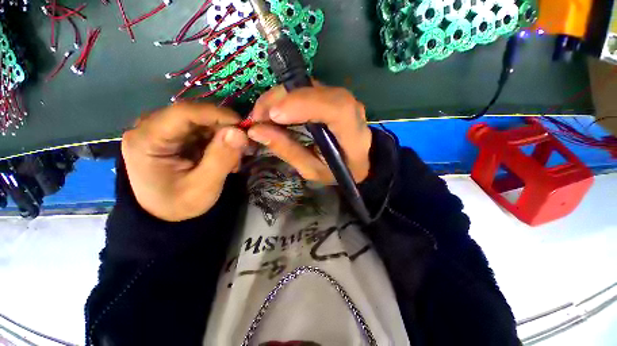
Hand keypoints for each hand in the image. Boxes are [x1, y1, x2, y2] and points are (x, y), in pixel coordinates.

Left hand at [121, 103, 247, 221]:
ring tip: (232, 161)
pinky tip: (223, 157)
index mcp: (146, 140)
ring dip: (223, 137)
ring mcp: (161, 129)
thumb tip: (239, 132)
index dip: (216, 115)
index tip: (243, 126)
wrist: (163, 213)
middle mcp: (149, 127)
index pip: (183, 113)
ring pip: (202, 121)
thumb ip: (221, 159)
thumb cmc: (179, 203)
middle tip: (241, 151)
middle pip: (195, 115)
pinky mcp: (173, 134)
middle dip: (223, 130)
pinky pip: (202, 129)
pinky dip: (218, 141)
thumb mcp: (204, 187)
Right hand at [248, 84, 371, 182]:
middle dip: (279, 100)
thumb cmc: (339, 170)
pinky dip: (285, 98)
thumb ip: (289, 151)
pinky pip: (304, 89)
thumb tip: (257, 131)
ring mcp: (340, 97)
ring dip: (279, 98)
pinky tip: (274, 112)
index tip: (272, 116)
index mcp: (352, 131)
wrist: (358, 160)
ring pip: (306, 86)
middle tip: (256, 119)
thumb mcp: (313, 169)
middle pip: (314, 90)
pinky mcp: (329, 95)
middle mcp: (350, 107)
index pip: (334, 107)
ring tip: (262, 117)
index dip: (303, 105)